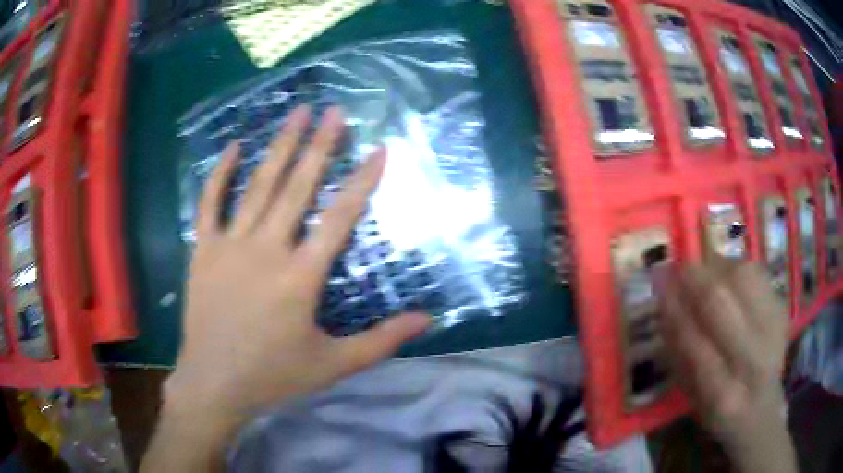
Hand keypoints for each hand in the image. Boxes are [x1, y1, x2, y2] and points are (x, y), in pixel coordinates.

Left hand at [144, 105, 429, 471]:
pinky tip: (233, 146)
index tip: (379, 149)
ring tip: (297, 112)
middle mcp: (267, 249)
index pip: (340, 217)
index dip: (363, 180)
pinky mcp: (203, 250)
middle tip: (335, 110)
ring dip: (280, 146)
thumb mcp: (335, 364)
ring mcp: (230, 245)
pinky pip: (210, 203)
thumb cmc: (274, 376)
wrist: (214, 384)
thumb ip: (382, 340)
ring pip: (258, 186)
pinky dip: (220, 173)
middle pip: (298, 186)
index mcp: (300, 276)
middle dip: (320, 145)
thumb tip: (428, 319)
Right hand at [657, 258, 795, 472]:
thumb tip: (664, 301)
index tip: (658, 283)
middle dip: (693, 279)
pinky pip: (756, 272)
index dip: (675, 309)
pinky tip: (725, 275)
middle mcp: (753, 361)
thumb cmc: (718, 406)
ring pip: (742, 276)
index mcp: (722, 395)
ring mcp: (774, 330)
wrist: (761, 404)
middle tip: (677, 269)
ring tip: (701, 272)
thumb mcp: (690, 395)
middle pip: (720, 302)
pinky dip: (735, 267)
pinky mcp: (782, 308)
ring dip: (715, 267)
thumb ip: (678, 352)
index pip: (694, 344)